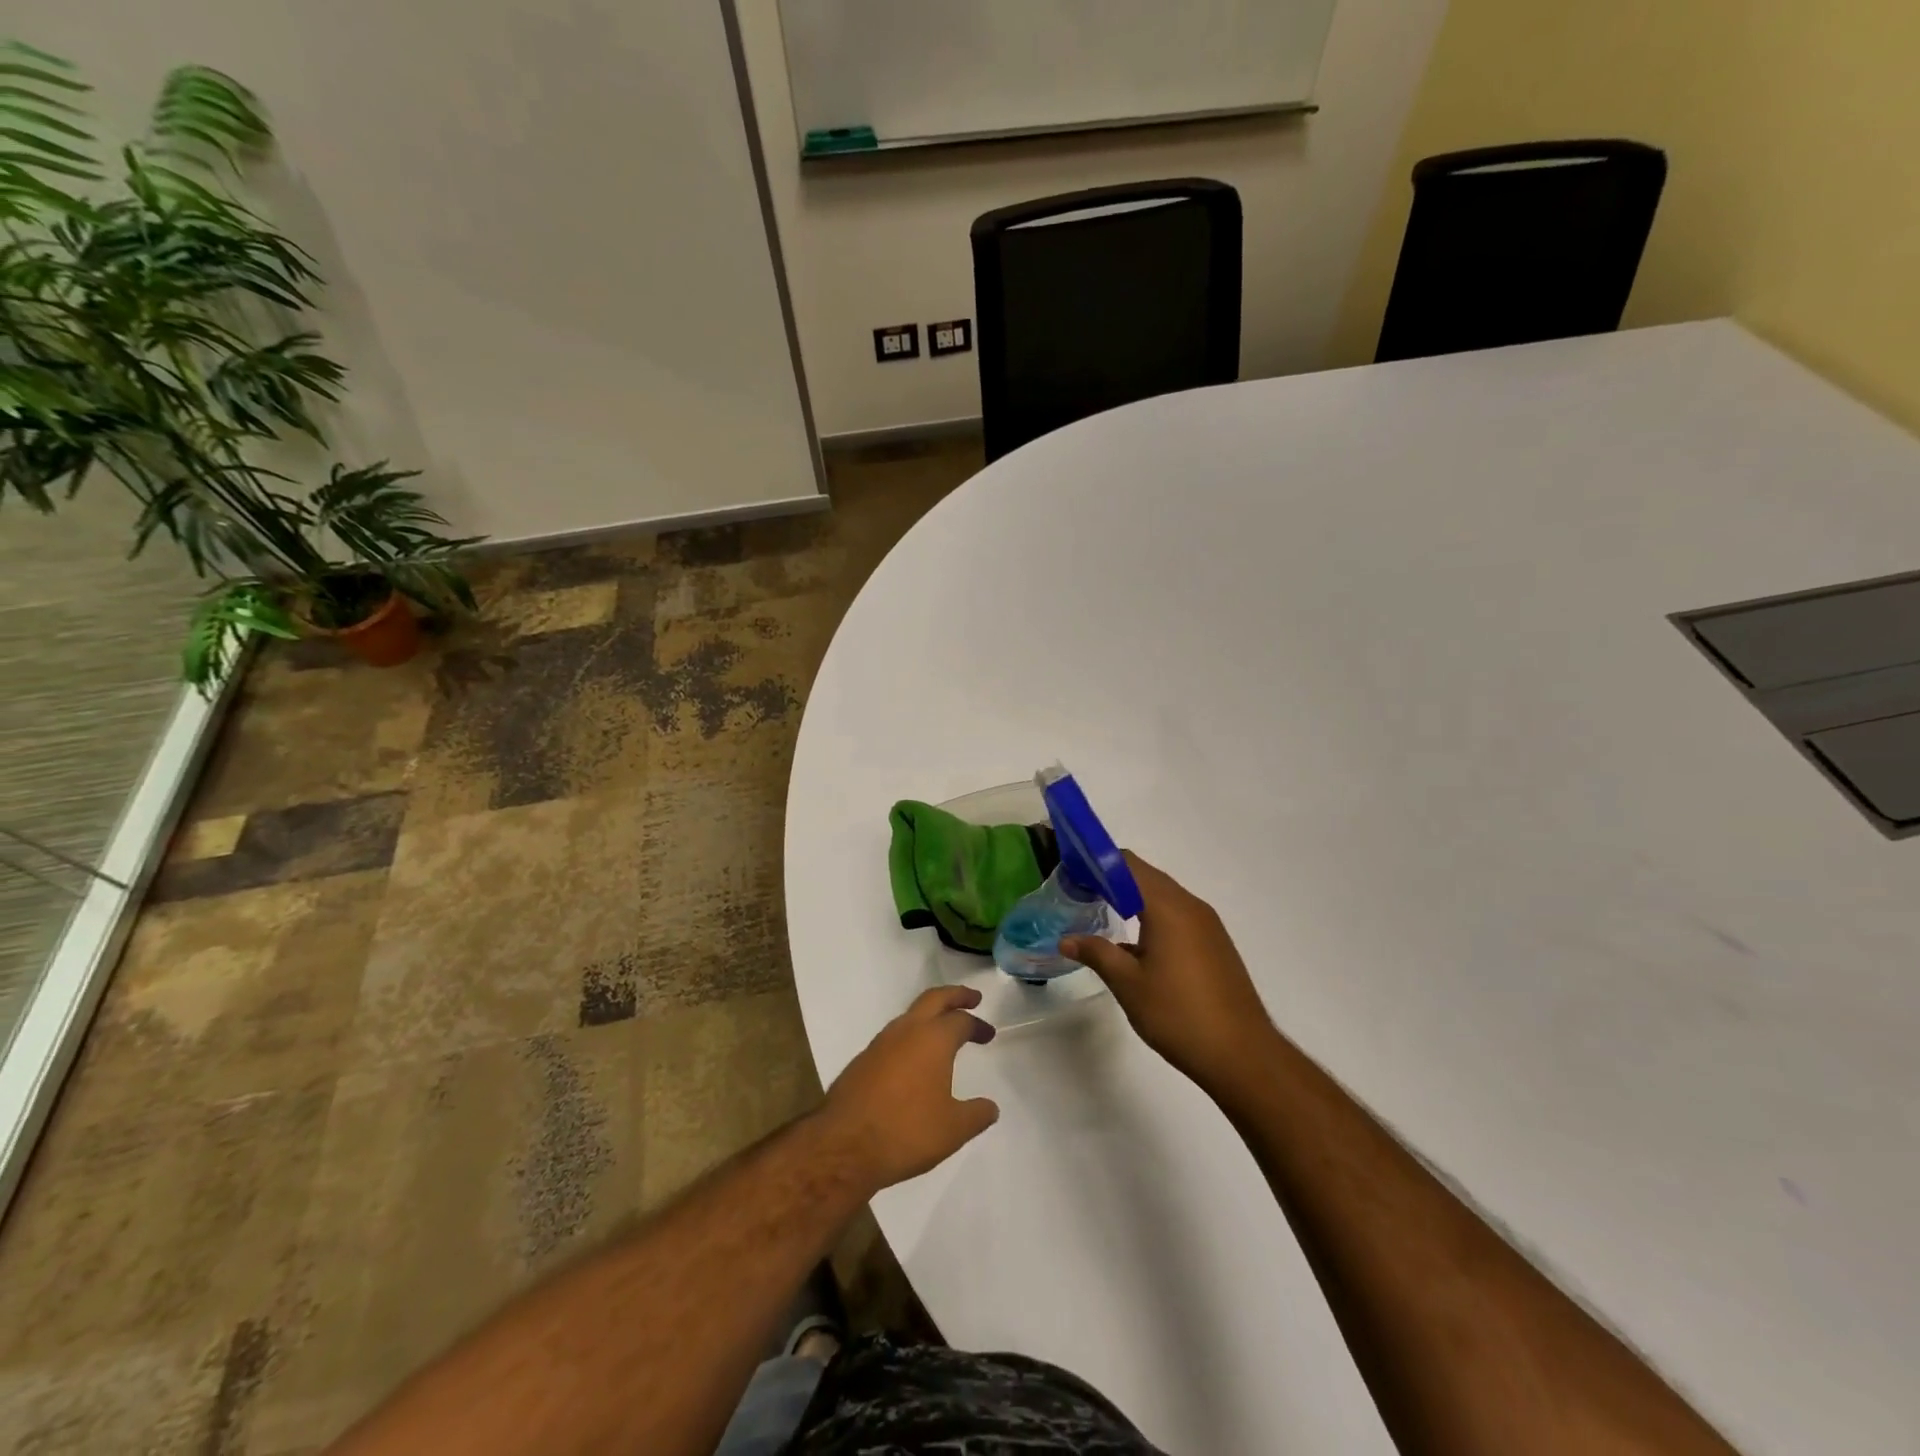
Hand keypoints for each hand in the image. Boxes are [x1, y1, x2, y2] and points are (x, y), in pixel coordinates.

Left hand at [817, 985, 999, 1192]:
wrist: (844, 1145)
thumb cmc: (906, 1131)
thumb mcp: (953, 1129)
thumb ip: (976, 1115)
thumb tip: (991, 1108)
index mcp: (933, 1039)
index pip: (961, 1020)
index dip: (978, 1025)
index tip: (988, 1035)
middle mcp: (906, 1031)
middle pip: (934, 999)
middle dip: (955, 995)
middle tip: (972, 998)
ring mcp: (880, 1043)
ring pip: (910, 1016)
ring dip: (930, 1016)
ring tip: (943, 1031)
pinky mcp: (862, 1060)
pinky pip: (893, 1037)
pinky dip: (910, 1037)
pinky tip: (913, 1060)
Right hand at [1062, 853, 1278, 1098]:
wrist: (1242, 1055)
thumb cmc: (1178, 1014)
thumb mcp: (1128, 984)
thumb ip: (1096, 953)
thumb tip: (1066, 940)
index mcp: (1168, 907)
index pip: (1127, 865)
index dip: (1097, 863)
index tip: (1071, 873)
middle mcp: (1190, 906)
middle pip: (1145, 876)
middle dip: (1111, 878)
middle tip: (1079, 892)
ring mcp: (1207, 925)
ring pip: (1163, 895)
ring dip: (1132, 897)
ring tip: (1101, 911)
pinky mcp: (1214, 944)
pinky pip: (1177, 914)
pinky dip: (1151, 914)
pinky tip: (1135, 941)